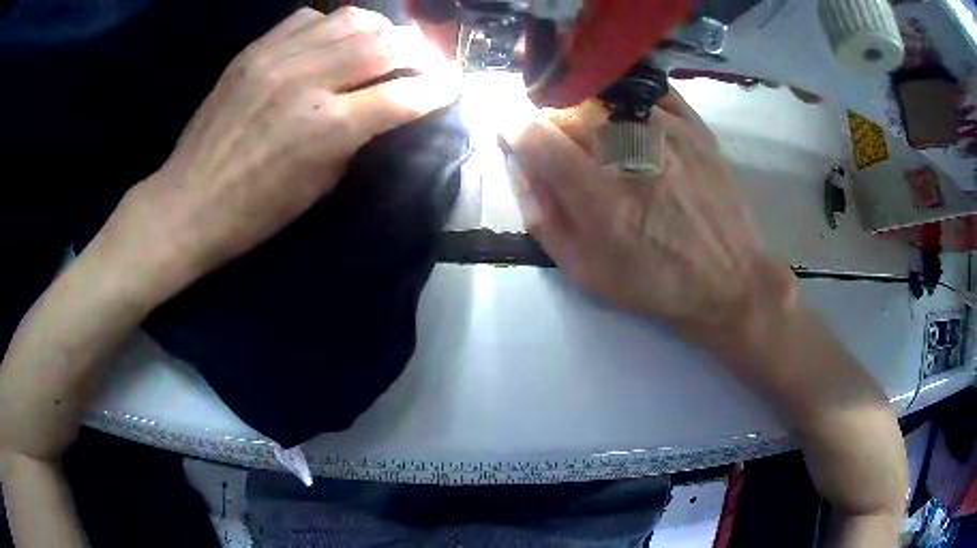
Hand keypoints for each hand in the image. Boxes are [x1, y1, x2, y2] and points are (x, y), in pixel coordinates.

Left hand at [102, 7, 459, 301]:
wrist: (188, 203)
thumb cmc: (254, 213)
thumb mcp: (318, 186)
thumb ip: (355, 137)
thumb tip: (382, 107)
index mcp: (328, 128)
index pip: (405, 94)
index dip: (439, 88)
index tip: (453, 85)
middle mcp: (308, 81)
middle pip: (386, 43)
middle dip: (419, 50)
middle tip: (425, 61)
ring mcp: (278, 58)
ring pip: (352, 19)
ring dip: (380, 29)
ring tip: (384, 43)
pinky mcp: (254, 50)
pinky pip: (308, 17)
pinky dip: (331, 24)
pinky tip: (332, 40)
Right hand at [503, 92, 796, 343]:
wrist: (728, 278)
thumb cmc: (655, 282)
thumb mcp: (585, 270)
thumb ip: (543, 216)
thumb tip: (521, 166)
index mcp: (601, 196)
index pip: (535, 135)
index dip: (511, 127)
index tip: (509, 130)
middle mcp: (632, 152)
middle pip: (566, 106)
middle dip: (546, 118)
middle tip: (553, 139)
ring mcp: (668, 132)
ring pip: (603, 94)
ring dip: (583, 107)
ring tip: (592, 133)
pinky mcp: (694, 126)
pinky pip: (646, 90)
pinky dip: (623, 97)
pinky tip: (624, 117)